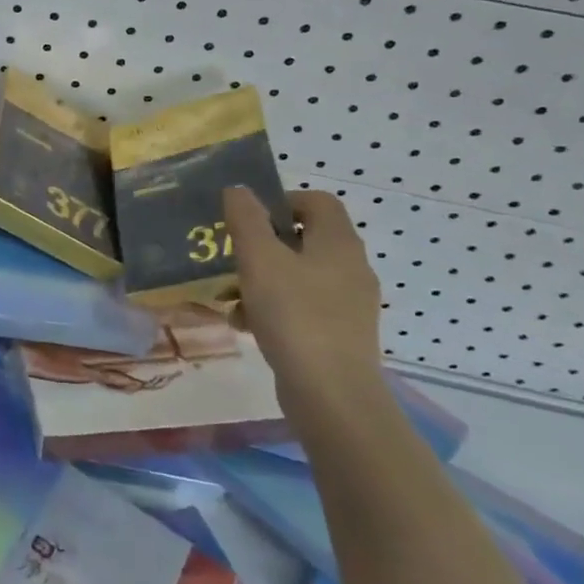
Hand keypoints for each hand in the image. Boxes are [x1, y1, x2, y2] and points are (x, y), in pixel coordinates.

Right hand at [224, 186, 383, 409]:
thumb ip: (246, 220)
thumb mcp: (259, 260)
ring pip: (299, 275)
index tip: (246, 220)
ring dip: (263, 279)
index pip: (316, 201)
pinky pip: (303, 306)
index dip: (279, 201)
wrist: (331, 394)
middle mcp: (351, 267)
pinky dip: (274, 308)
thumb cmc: (294, 316)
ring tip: (232, 298)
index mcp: (338, 242)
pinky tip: (247, 325)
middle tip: (232, 258)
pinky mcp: (340, 333)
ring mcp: (349, 303)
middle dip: (263, 245)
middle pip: (304, 238)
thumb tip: (238, 189)